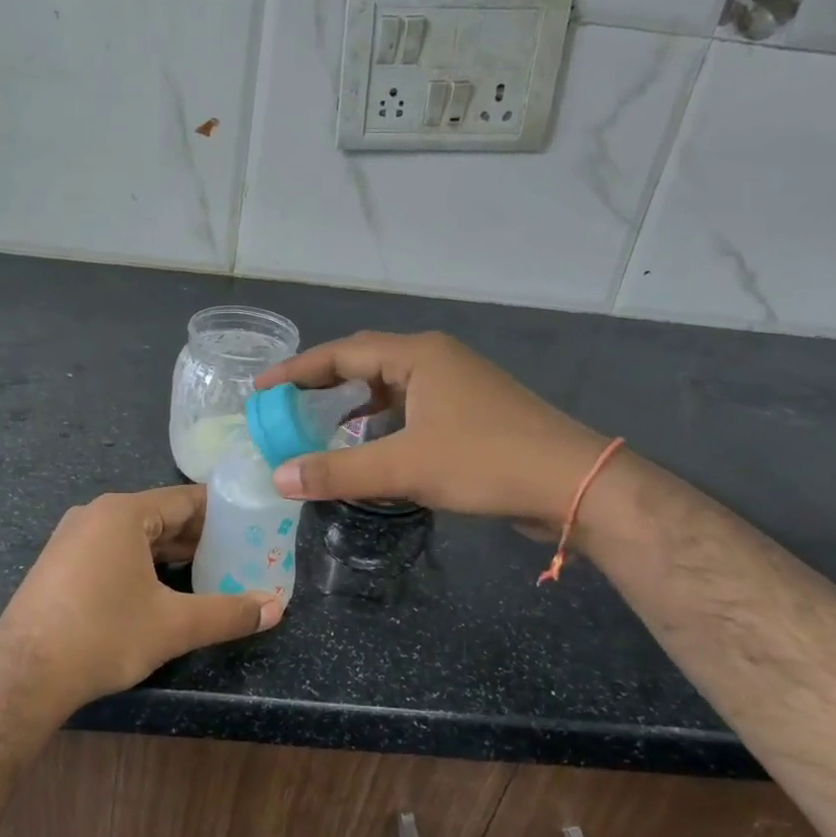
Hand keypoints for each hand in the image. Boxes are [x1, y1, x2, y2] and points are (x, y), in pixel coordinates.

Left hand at [0, 486, 281, 718]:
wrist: (22, 676)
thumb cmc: (103, 635)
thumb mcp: (174, 625)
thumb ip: (228, 613)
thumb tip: (276, 608)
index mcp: (123, 513)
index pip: (186, 501)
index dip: (223, 513)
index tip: (252, 528)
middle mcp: (95, 514)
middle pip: (160, 517)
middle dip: (199, 538)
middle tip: (237, 558)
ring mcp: (71, 538)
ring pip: (135, 538)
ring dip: (170, 555)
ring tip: (206, 576)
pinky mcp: (58, 565)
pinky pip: (111, 552)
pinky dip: (140, 565)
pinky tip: (158, 592)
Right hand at [255, 332, 612, 527]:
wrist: (575, 484)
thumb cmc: (486, 462)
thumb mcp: (404, 467)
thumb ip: (337, 472)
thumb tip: (277, 477)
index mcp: (418, 356)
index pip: (342, 353)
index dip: (297, 370)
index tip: (260, 388)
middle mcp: (436, 360)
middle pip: (365, 362)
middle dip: (323, 382)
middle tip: (285, 404)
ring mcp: (458, 385)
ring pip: (391, 387)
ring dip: (354, 403)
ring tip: (320, 423)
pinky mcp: (472, 413)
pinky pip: (412, 408)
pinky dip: (383, 422)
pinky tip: (373, 446)